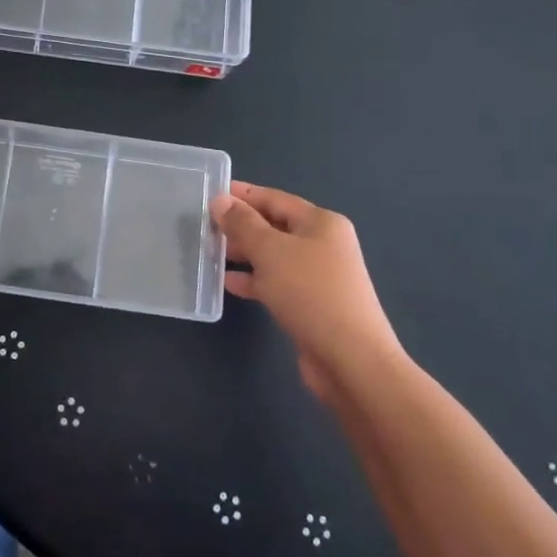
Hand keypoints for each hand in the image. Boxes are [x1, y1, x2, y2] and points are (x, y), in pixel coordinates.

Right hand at [211, 181, 400, 400]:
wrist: (351, 361)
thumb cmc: (311, 293)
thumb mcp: (270, 251)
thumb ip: (242, 223)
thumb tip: (221, 201)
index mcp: (321, 223)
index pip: (274, 198)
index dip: (242, 195)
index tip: (210, 194)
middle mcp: (323, 244)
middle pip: (274, 226)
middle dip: (240, 226)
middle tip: (205, 227)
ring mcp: (319, 276)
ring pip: (273, 256)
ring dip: (244, 254)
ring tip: (210, 252)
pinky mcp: (312, 304)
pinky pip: (276, 282)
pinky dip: (254, 280)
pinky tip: (228, 283)